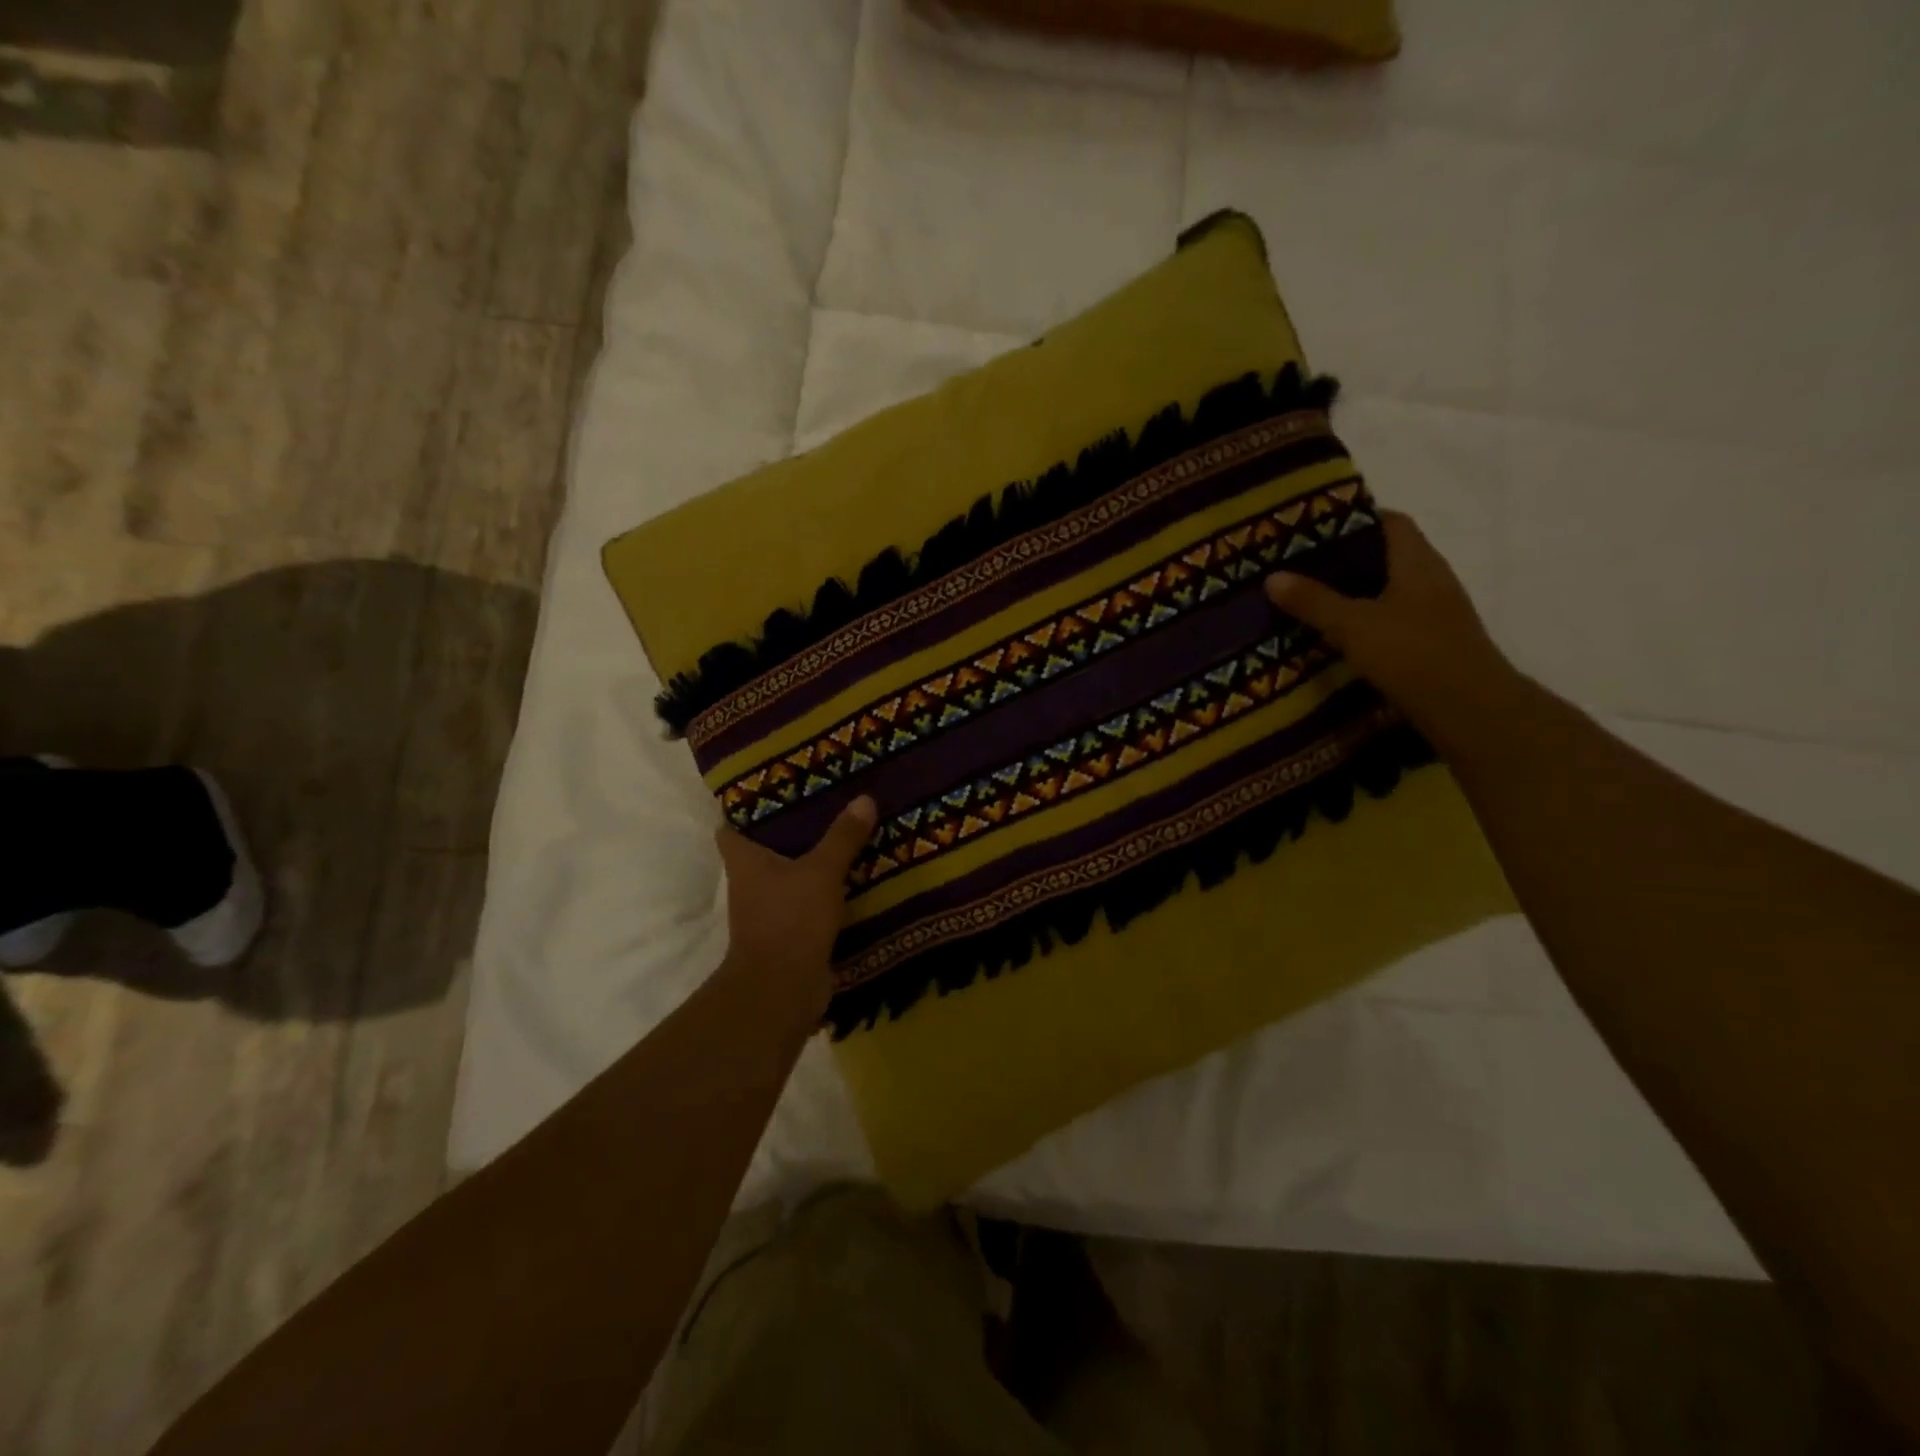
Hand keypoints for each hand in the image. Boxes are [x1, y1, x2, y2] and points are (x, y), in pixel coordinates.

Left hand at [714, 797, 877, 1012]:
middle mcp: (749, 884)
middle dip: (789, 832)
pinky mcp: (789, 933)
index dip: (746, 810)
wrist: (784, 989)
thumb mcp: (822, 871)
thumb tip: (864, 798)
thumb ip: (843, 837)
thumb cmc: (790, 919)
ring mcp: (767, 911)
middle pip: (763, 850)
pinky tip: (853, 877)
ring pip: (788, 877)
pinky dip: (824, 891)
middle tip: (824, 806)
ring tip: (845, 836)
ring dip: (811, 862)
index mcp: (743, 861)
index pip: (730, 828)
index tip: (774, 791)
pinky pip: (807, 902)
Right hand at [1265, 511, 1518, 742]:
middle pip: (1386, 555)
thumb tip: (1272, 576)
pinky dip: (1364, 622)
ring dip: (1353, 593)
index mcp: (1417, 562)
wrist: (1469, 709)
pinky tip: (1336, 636)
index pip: (1390, 522)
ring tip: (1309, 600)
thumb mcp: (1353, 625)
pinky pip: (1391, 620)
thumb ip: (1313, 601)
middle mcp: (1431, 579)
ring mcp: (1434, 613)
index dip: (1355, 519)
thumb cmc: (1413, 654)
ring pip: (1388, 590)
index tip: (1314, 528)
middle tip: (1300, 566)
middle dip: (1345, 559)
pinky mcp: (1430, 642)